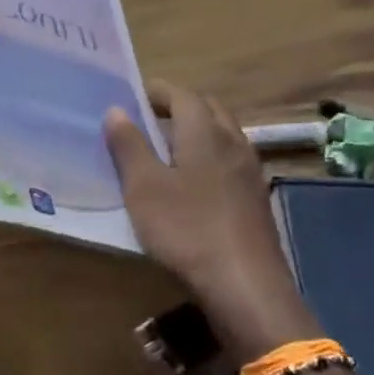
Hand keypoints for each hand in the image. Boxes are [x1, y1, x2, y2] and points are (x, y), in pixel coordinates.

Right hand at [104, 81, 310, 354]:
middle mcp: (234, 142)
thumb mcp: (143, 187)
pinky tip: (194, 184)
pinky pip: (231, 161)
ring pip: (223, 135)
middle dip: (179, 107)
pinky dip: (210, 157)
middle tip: (149, 120)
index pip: (182, 94)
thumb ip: (129, 145)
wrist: (244, 283)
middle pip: (208, 109)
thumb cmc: (186, 228)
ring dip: (197, 132)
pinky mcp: (256, 197)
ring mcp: (250, 170)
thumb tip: (116, 110)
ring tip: (166, 151)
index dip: (157, 91)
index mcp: (204, 132)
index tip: (133, 97)